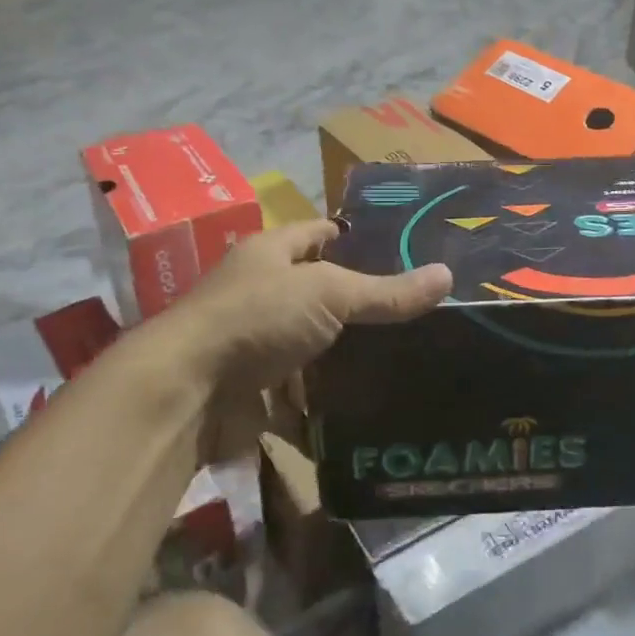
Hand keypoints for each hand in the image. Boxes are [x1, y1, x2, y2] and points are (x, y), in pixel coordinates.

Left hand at [147, 220, 449, 393]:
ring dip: (347, 355)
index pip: (318, 233)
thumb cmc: (257, 318)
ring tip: (406, 357)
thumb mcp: (329, 293)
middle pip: (320, 292)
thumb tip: (447, 275)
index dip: (353, 235)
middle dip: (361, 303)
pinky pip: (303, 391)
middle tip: (418, 310)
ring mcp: (257, 343)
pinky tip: (370, 401)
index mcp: (271, 253)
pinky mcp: (257, 390)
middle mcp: (261, 293)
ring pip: (314, 345)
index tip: (399, 247)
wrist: (187, 393)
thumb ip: (387, 291)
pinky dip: (328, 399)